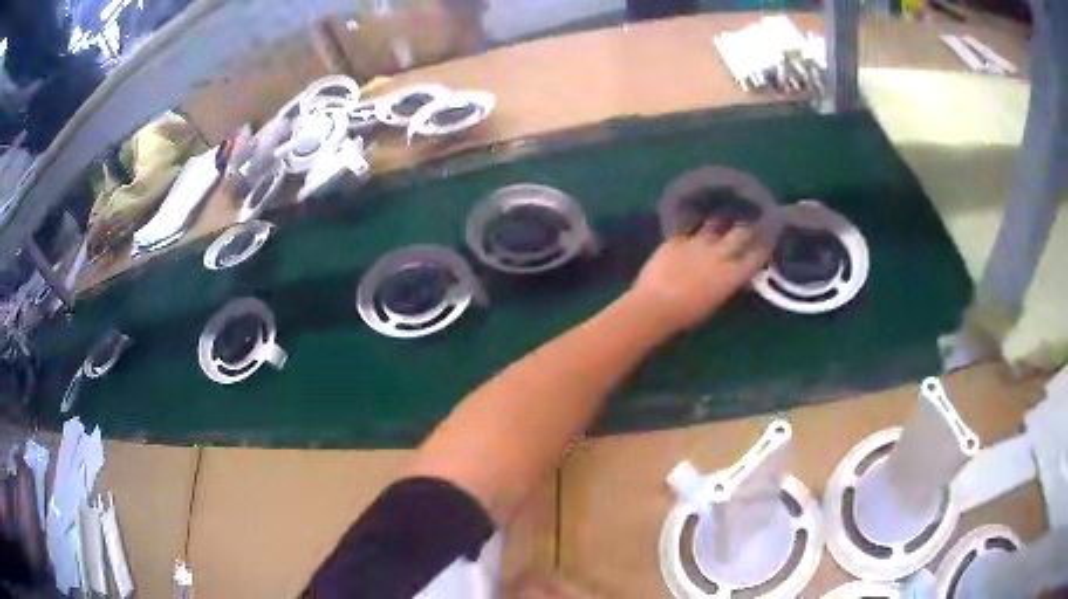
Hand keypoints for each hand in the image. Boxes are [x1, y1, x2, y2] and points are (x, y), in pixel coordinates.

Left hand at [629, 222, 770, 334]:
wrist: (654, 306)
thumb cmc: (688, 315)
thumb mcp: (717, 302)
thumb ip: (730, 284)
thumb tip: (741, 276)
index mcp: (732, 274)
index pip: (757, 254)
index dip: (765, 245)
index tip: (768, 238)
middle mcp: (719, 253)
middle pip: (741, 232)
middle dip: (748, 227)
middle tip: (750, 224)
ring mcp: (697, 242)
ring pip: (716, 223)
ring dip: (722, 222)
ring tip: (723, 220)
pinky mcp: (677, 238)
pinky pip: (691, 226)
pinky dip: (696, 225)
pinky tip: (696, 223)